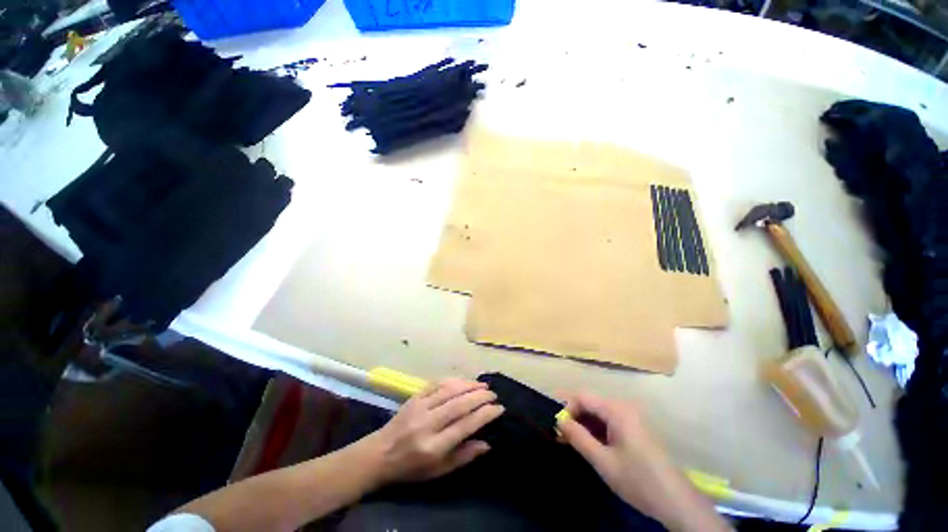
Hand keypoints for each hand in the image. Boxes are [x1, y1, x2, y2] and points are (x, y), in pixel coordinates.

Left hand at [363, 379, 504, 485]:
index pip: (464, 426)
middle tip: (493, 394)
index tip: (499, 408)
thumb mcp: (438, 472)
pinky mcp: (414, 397)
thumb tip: (487, 443)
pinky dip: (453, 380)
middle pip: (459, 404)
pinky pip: (437, 384)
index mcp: (433, 446)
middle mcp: (427, 424)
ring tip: (483, 386)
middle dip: (480, 397)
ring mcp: (419, 407)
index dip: (484, 415)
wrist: (380, 454)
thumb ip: (463, 457)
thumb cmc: (411, 467)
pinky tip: (463, 381)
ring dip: (468, 385)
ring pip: (449, 390)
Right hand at [558, 393, 730, 531]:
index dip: (567, 408)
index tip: (558, 426)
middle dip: (575, 417)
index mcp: (617, 410)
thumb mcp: (603, 461)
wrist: (676, 501)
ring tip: (574, 442)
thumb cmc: (638, 479)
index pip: (582, 396)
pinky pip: (610, 421)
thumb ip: (579, 438)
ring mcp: (631, 417)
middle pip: (591, 403)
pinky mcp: (635, 428)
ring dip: (585, 424)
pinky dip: (597, 430)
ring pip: (599, 413)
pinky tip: (592, 445)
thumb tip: (559, 421)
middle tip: (562, 436)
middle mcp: (624, 407)